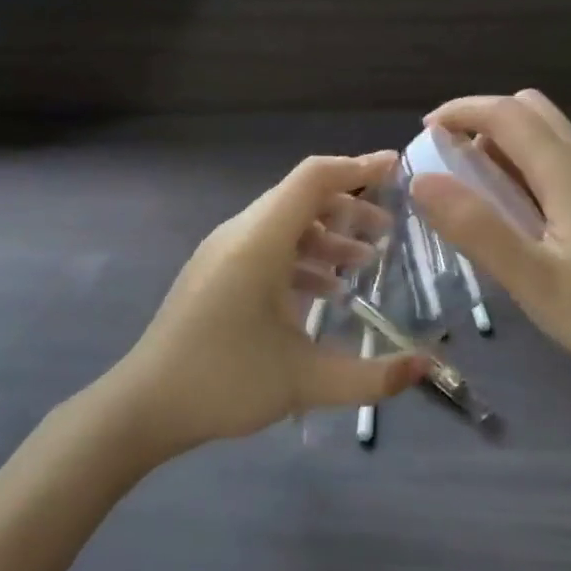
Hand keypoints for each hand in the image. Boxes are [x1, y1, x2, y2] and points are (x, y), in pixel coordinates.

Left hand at [103, 152, 430, 457]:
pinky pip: (266, 246)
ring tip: (364, 261)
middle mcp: (240, 233)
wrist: (144, 404)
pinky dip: (301, 257)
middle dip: (349, 206)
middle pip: (301, 198)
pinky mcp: (215, 272)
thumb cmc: (224, 382)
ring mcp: (223, 251)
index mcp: (260, 241)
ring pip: (284, 224)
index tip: (397, 167)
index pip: (313, 178)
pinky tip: (326, 291)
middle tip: (389, 229)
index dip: (357, 166)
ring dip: (326, 235)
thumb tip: (426, 366)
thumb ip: (372, 376)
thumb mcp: (306, 381)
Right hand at [408, 91, 570, 413]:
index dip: (460, 111)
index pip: (507, 113)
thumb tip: (421, 180)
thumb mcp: (533, 281)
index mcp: (569, 174)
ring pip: (550, 138)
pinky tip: (520, 220)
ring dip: (505, 148)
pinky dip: (528, 171)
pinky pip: (563, 167)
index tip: (423, 134)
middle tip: (449, 164)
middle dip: (482, 123)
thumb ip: (476, 228)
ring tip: (476, 195)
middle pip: (532, 112)